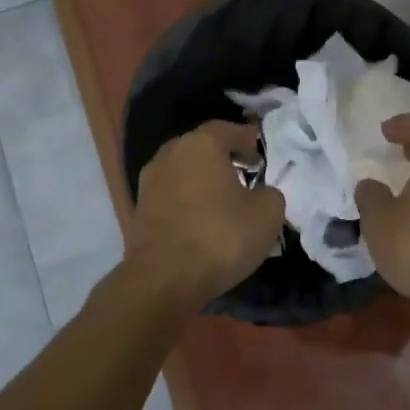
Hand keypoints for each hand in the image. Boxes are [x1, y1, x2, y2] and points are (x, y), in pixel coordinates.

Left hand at [127, 120, 285, 310]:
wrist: (164, 280)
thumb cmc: (220, 237)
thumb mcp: (267, 214)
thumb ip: (270, 193)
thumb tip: (261, 193)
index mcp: (200, 144)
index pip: (228, 130)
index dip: (248, 140)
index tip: (261, 156)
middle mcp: (170, 154)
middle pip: (201, 147)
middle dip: (223, 158)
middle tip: (245, 174)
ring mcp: (149, 182)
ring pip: (183, 171)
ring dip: (203, 180)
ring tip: (224, 200)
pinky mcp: (139, 210)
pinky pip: (171, 195)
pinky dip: (187, 201)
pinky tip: (202, 219)